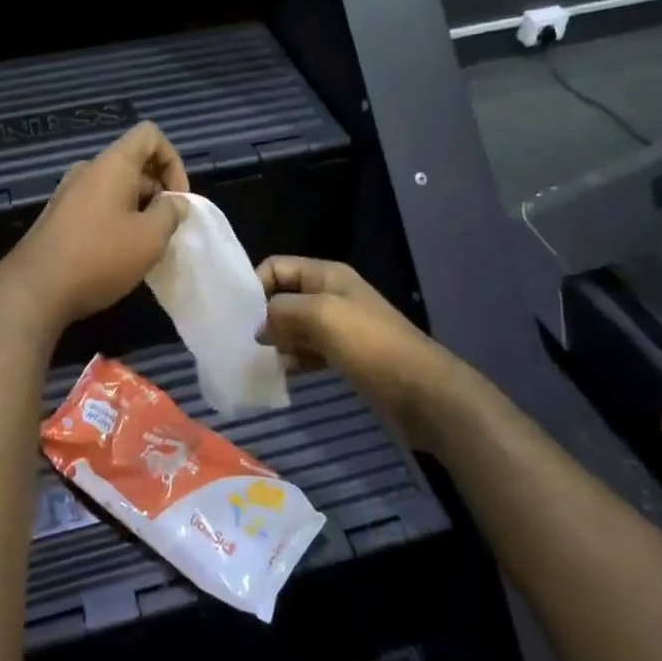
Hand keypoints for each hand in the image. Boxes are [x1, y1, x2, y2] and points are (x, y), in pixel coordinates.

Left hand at [0, 123, 189, 335]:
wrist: (35, 290)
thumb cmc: (99, 257)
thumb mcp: (150, 238)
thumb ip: (170, 213)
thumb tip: (174, 202)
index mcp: (112, 165)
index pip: (149, 135)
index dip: (173, 160)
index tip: (178, 199)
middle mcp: (88, 171)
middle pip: (134, 164)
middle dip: (158, 192)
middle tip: (167, 230)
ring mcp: (69, 193)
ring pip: (117, 188)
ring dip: (139, 210)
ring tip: (146, 247)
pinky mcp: (59, 217)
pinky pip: (98, 207)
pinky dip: (117, 222)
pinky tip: (120, 255)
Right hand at [255, 257, 451, 439]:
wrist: (423, 393)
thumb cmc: (371, 345)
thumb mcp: (322, 316)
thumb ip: (282, 312)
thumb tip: (259, 327)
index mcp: (327, 275)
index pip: (277, 267)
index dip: (255, 285)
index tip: (238, 315)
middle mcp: (331, 295)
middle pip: (284, 296)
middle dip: (262, 316)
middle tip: (241, 343)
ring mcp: (340, 327)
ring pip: (294, 326)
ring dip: (276, 341)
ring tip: (259, 361)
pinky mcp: (345, 356)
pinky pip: (308, 351)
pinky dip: (294, 359)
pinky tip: (283, 375)